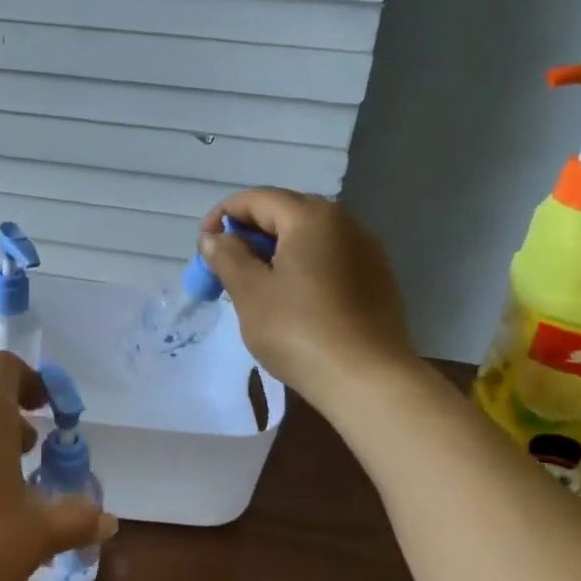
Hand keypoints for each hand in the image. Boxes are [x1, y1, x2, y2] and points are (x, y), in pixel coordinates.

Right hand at [198, 189, 413, 397]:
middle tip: (225, 266)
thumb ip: (227, 256)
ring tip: (254, 285)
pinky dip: (302, 268)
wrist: (368, 380)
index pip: (257, 199)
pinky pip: (330, 259)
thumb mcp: (250, 292)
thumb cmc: (299, 329)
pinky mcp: (378, 281)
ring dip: (275, 252)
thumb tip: (215, 238)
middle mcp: (345, 223)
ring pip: (309, 238)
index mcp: (311, 217)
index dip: (223, 217)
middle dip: (249, 234)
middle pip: (285, 214)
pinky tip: (291, 300)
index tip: (203, 246)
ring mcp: (367, 252)